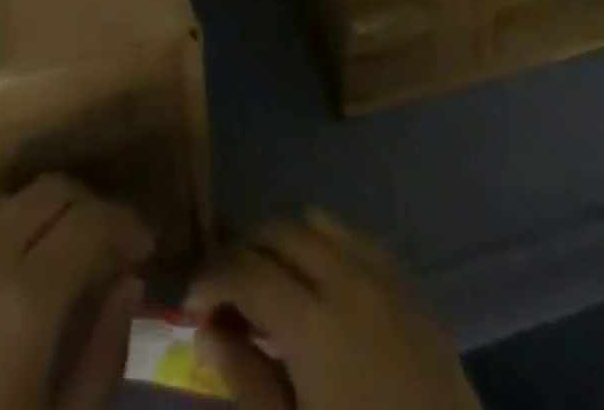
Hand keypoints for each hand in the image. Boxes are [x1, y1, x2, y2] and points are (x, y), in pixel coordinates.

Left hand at [0, 175, 151, 409]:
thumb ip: (103, 351)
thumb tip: (128, 282)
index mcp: (29, 298)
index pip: (92, 220)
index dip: (125, 224)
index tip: (144, 249)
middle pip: (52, 191)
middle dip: (90, 209)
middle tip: (108, 249)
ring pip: (11, 201)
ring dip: (45, 216)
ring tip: (59, 257)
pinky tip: (3, 269)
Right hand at [187, 209, 478, 409]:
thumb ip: (247, 381)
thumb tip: (209, 329)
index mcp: (313, 321)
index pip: (245, 271)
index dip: (211, 280)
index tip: (192, 304)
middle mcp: (346, 278)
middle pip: (279, 231)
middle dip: (244, 251)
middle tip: (226, 292)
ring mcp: (384, 276)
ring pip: (318, 221)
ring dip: (285, 241)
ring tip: (272, 282)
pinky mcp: (412, 287)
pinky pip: (356, 239)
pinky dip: (325, 246)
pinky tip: (320, 287)